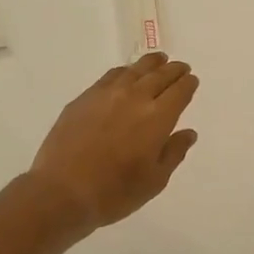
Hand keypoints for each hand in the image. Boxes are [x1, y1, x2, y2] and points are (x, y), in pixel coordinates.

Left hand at [28, 53, 199, 232]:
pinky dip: (125, 72)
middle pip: (160, 75)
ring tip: (158, 60)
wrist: (62, 191)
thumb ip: (174, 152)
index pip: (179, 91)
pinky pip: (111, 76)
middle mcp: (135, 98)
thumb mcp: (154, 180)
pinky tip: (126, 75)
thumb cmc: (114, 192)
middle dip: (173, 70)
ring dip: (150, 64)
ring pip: (135, 70)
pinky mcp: (84, 98)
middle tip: (181, 68)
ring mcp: (107, 94)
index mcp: (158, 117)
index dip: (188, 84)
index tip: (192, 81)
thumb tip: (188, 133)